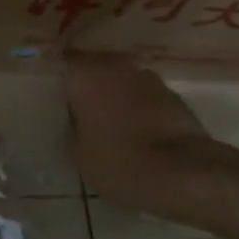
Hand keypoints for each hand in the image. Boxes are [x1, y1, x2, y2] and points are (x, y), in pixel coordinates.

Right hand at [66, 56, 238, 223]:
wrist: (184, 174)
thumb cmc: (119, 161)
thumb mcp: (78, 153)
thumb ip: (73, 127)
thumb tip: (79, 119)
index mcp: (85, 74)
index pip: (63, 64)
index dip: (59, 79)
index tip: (54, 96)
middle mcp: (116, 65)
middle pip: (95, 69)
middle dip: (89, 86)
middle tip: (80, 110)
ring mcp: (149, 78)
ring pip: (122, 81)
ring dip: (116, 96)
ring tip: (111, 123)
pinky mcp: (174, 95)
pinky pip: (145, 97)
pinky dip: (139, 108)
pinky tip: (138, 131)